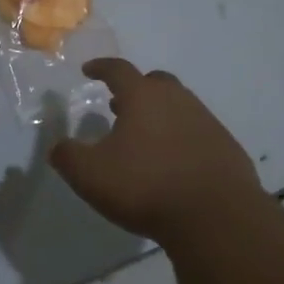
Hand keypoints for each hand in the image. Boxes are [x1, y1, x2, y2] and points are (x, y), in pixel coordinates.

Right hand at [50, 59, 260, 241]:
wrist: (216, 216)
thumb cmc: (146, 186)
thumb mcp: (91, 176)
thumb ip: (68, 157)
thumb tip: (58, 147)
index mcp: (142, 96)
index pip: (118, 70)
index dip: (101, 67)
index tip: (89, 70)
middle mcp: (176, 99)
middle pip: (154, 82)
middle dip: (135, 89)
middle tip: (119, 105)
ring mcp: (205, 120)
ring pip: (178, 105)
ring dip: (159, 114)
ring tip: (145, 136)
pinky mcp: (226, 145)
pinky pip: (197, 131)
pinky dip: (181, 137)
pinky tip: (175, 162)